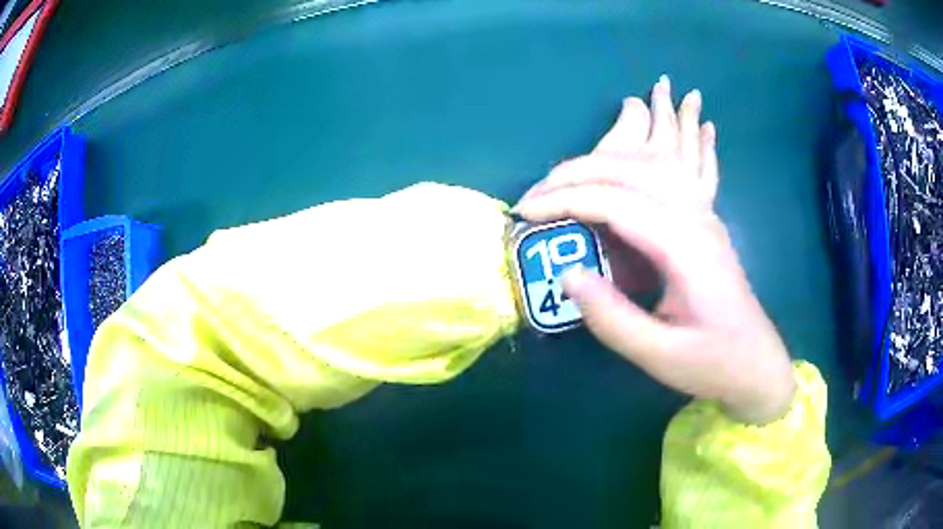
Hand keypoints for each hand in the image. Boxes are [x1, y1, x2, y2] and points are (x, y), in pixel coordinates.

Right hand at [515, 77, 794, 424]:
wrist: (756, 361)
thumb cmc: (713, 362)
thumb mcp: (661, 356)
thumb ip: (613, 319)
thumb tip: (567, 275)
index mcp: (686, 247)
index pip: (617, 201)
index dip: (566, 200)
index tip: (526, 213)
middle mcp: (695, 217)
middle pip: (630, 171)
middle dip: (574, 175)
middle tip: (532, 197)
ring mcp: (701, 214)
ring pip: (646, 165)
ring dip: (599, 164)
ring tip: (561, 180)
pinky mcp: (700, 219)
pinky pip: (663, 174)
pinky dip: (631, 163)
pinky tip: (632, 151)